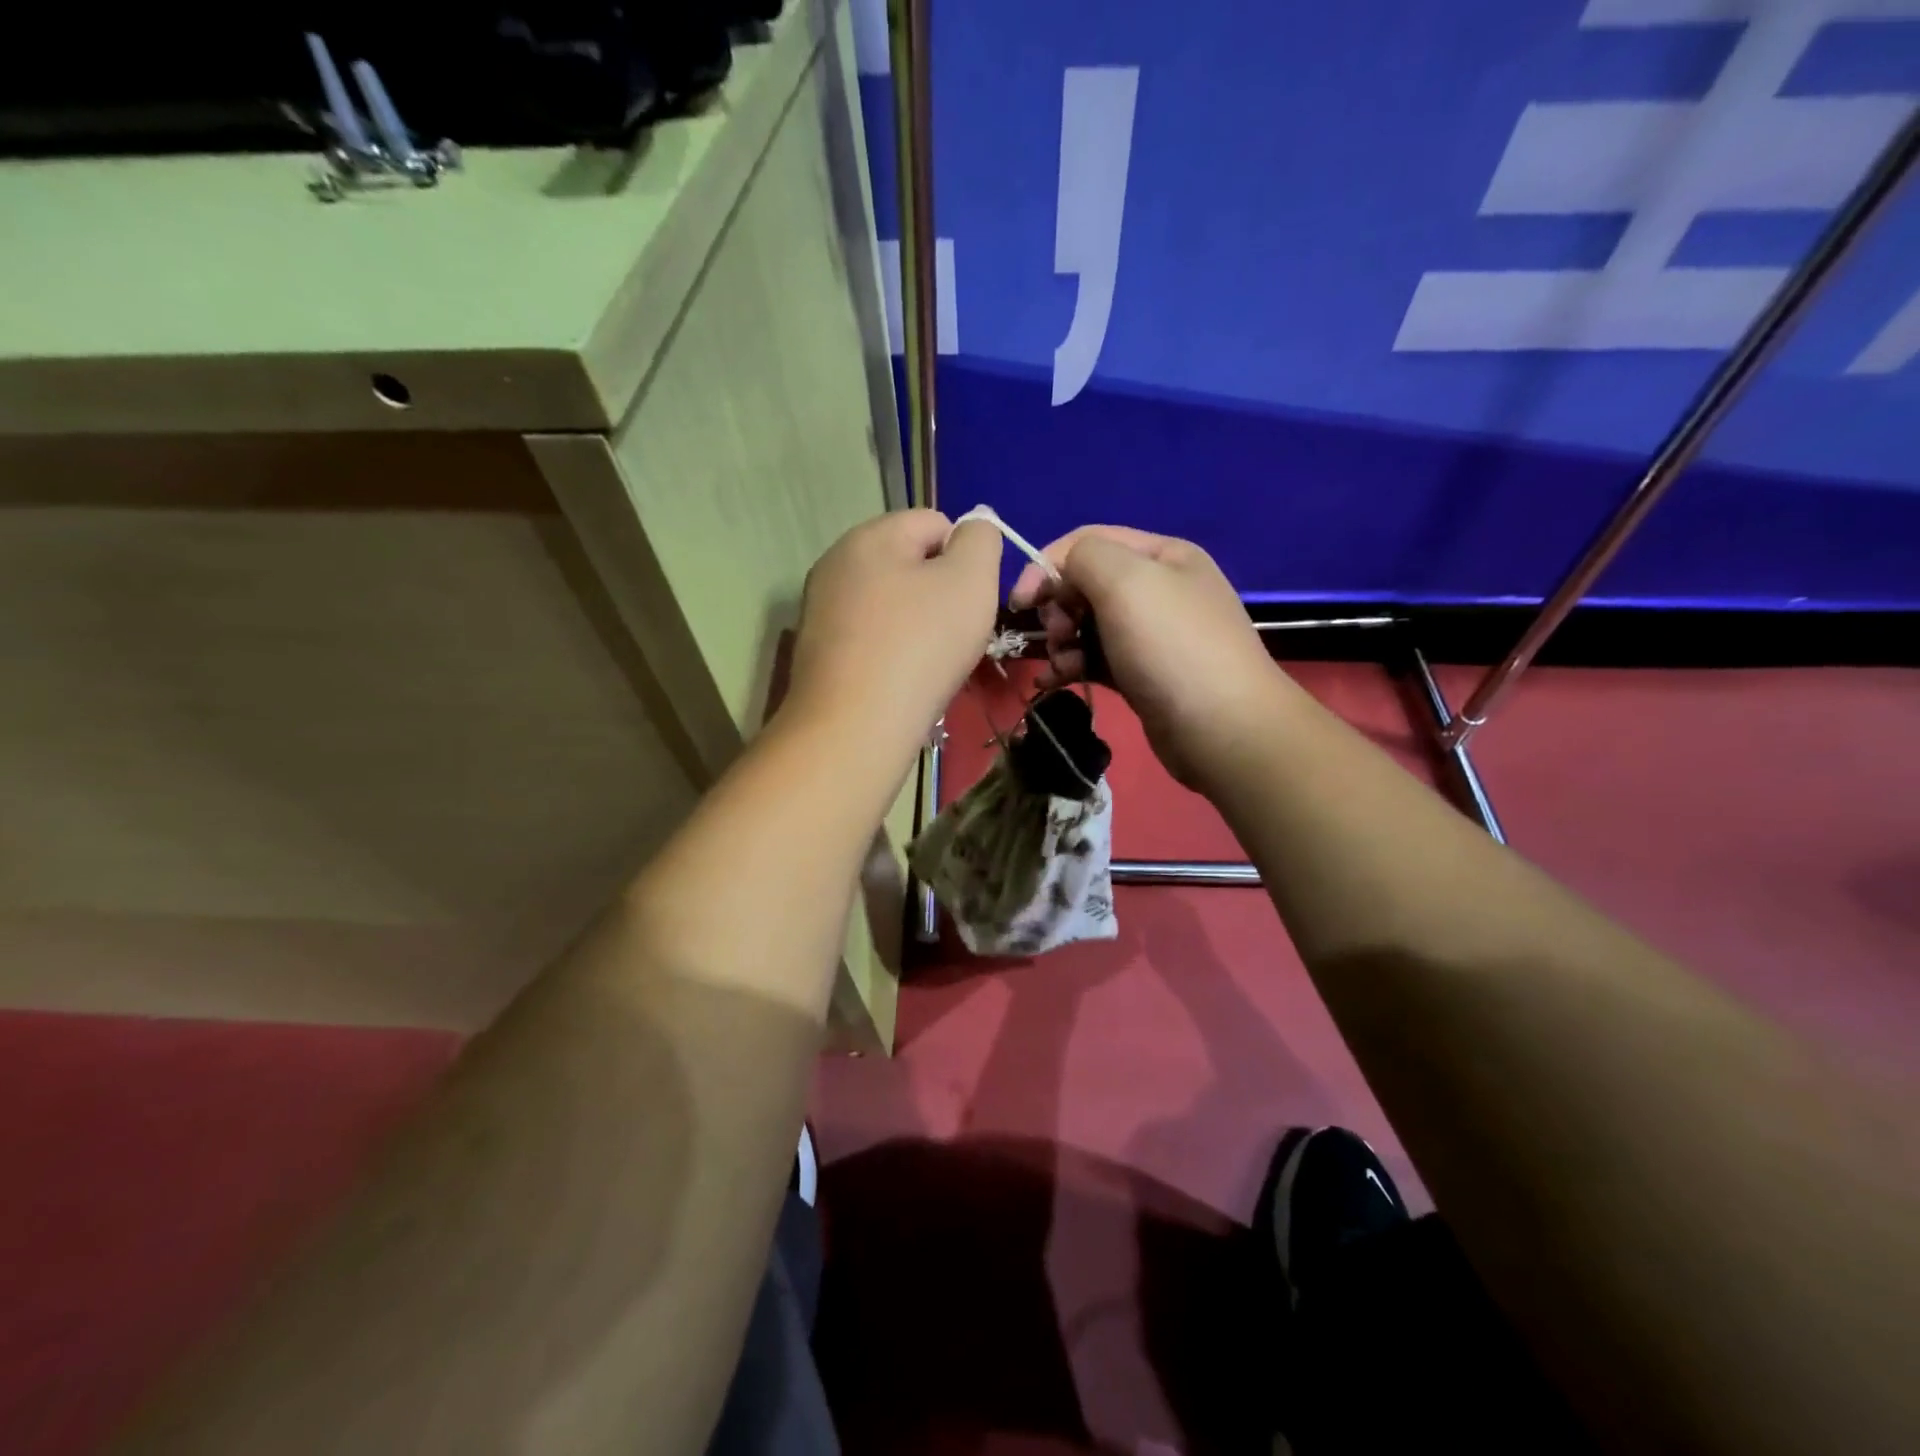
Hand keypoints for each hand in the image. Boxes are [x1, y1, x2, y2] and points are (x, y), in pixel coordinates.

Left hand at [786, 509, 1003, 757]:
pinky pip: (869, 636)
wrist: (854, 727)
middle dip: (939, 593)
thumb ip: (981, 540)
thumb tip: (973, 531)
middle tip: (954, 635)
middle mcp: (836, 562)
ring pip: (889, 603)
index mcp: (870, 535)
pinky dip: (890, 651)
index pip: (935, 523)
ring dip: (916, 624)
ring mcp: (820, 608)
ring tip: (927, 663)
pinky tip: (899, 679)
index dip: (965, 559)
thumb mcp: (971, 580)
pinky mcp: (816, 650)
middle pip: (908, 565)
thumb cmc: (920, 645)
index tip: (972, 603)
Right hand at [1009, 525, 1284, 788]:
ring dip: (1062, 641)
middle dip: (1058, 607)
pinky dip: (1072, 666)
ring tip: (1060, 666)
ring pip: (1088, 625)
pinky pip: (1096, 659)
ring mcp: (1152, 634)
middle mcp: (1159, 588)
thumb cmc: (1171, 647)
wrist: (1222, 729)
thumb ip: (1083, 557)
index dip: (1047, 565)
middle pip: (1086, 583)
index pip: (1088, 542)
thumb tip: (1061, 573)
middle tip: (1056, 636)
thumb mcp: (1125, 581)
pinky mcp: (1144, 674)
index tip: (1019, 603)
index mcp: (1161, 555)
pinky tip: (1052, 683)